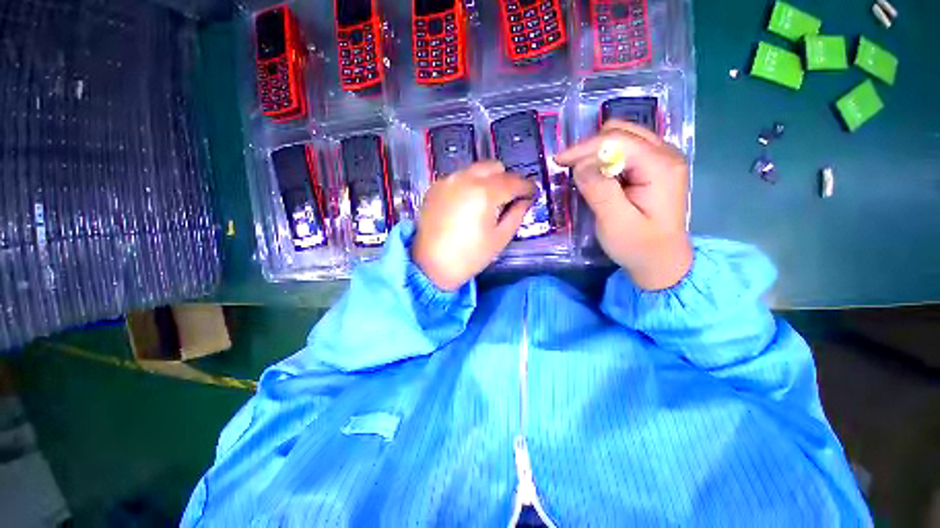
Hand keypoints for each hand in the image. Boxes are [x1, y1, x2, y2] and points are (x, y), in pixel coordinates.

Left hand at [412, 161, 536, 290]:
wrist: (430, 266)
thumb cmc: (469, 256)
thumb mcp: (500, 238)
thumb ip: (516, 214)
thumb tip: (525, 200)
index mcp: (485, 192)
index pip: (514, 181)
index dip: (527, 187)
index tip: (532, 194)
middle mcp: (465, 178)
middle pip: (494, 167)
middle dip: (506, 180)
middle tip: (508, 199)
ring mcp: (447, 180)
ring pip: (475, 170)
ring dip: (487, 181)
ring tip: (486, 203)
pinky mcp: (435, 187)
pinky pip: (458, 178)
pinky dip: (468, 185)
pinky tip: (466, 205)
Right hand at [555, 120, 691, 289]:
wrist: (661, 263)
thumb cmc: (639, 246)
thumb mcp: (615, 222)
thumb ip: (599, 190)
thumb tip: (580, 164)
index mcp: (661, 166)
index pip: (618, 140)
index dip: (584, 148)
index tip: (559, 161)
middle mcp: (666, 154)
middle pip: (622, 131)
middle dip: (590, 147)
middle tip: (568, 167)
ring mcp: (663, 159)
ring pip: (623, 137)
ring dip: (597, 151)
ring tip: (580, 172)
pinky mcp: (654, 168)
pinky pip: (626, 150)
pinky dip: (605, 158)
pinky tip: (596, 175)